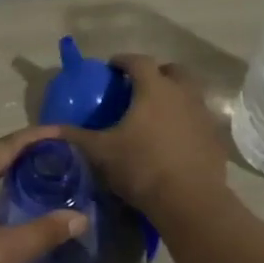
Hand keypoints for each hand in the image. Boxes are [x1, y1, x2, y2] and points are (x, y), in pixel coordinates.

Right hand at [61, 54, 227, 213]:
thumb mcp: (101, 152)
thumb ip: (75, 137)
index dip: (123, 61)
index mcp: (154, 88)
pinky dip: (187, 120)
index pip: (138, 61)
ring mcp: (203, 114)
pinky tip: (175, 139)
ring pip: (190, 93)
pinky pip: (199, 118)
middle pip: (173, 70)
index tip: (112, 67)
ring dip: (175, 95)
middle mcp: (183, 93)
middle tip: (140, 87)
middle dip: (156, 73)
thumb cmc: (142, 167)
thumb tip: (47, 130)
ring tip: (158, 113)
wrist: (190, 201)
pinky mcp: (216, 137)